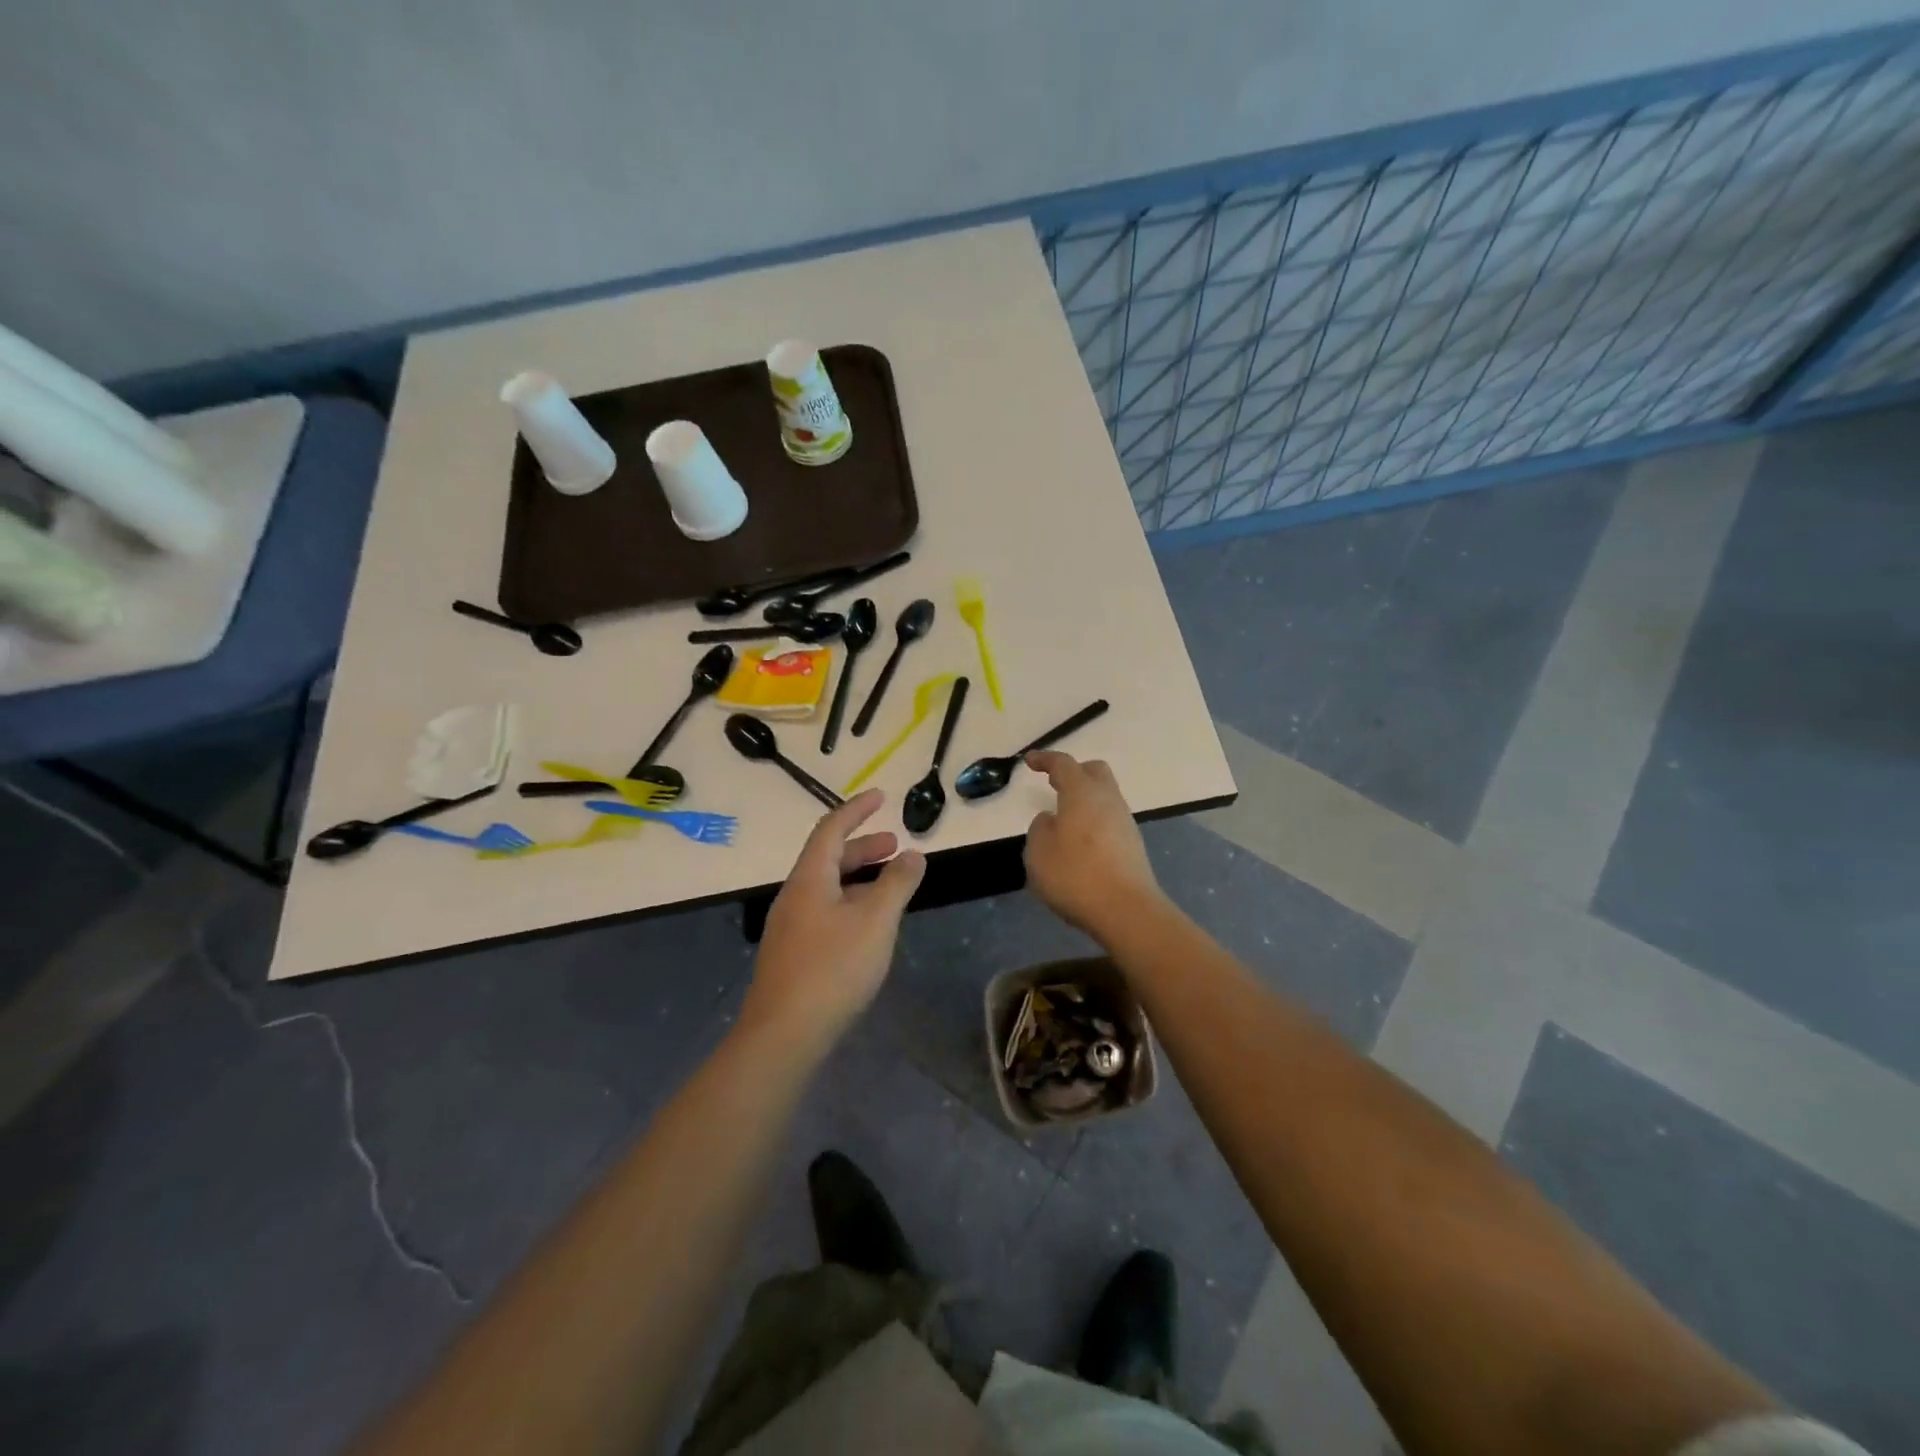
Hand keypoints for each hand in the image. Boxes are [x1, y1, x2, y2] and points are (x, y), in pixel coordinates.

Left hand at [742, 788, 925, 1051]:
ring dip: (858, 879)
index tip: (881, 796)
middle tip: (895, 846)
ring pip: (827, 888)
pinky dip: (850, 904)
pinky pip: (824, 913)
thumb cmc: (833, 968)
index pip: (831, 829)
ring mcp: (790, 928)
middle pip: (828, 858)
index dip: (856, 809)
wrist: (783, 1035)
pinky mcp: (793, 955)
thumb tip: (913, 854)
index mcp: (809, 879)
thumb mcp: (875, 921)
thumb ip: (897, 884)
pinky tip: (868, 928)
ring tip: (890, 887)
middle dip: (863, 847)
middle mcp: (794, 896)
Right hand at [1024, 751, 1162, 940]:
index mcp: (1082, 793)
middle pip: (1094, 772)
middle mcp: (1108, 800)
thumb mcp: (1039, 852)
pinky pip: (1109, 820)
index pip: (1064, 764)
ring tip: (1063, 819)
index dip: (1045, 759)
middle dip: (1074, 772)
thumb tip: (1052, 820)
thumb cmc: (1075, 875)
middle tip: (1054, 783)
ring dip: (1084, 801)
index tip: (1029, 761)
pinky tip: (1079, 843)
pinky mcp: (1132, 845)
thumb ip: (1040, 829)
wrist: (1126, 910)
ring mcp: (1124, 822)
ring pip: (1104, 797)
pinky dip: (1093, 822)